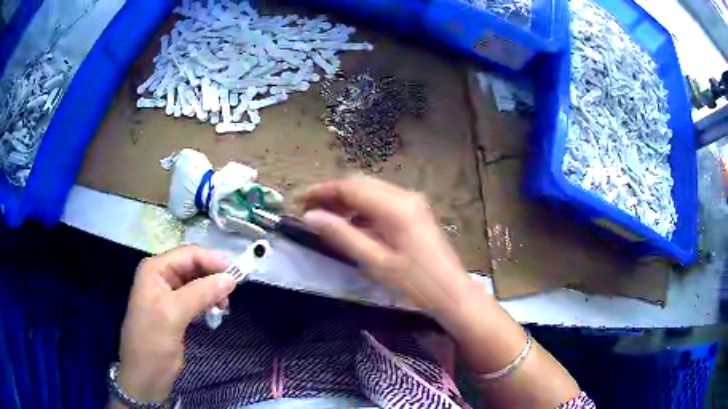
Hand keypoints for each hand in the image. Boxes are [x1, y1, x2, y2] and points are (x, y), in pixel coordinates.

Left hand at [115, 246, 235, 403]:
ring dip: (213, 291)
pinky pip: (197, 299)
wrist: (145, 376)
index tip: (237, 276)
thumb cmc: (152, 342)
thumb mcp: (173, 314)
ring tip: (224, 307)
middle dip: (214, 277)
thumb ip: (200, 293)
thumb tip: (231, 278)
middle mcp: (162, 277)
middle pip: (194, 267)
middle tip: (232, 295)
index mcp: (155, 269)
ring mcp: (169, 295)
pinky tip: (215, 313)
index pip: (189, 254)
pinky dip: (208, 303)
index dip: (213, 261)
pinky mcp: (177, 312)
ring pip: (198, 283)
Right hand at [302, 177, 472, 314]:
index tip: (299, 201)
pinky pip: (382, 202)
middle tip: (308, 210)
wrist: (452, 293)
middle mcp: (404, 196)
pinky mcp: (414, 212)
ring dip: (346, 200)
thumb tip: (311, 216)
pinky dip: (362, 209)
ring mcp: (412, 202)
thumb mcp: (376, 262)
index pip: (350, 187)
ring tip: (324, 217)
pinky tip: (351, 224)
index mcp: (395, 207)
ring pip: (371, 191)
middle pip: (360, 184)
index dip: (322, 191)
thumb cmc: (415, 283)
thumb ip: (343, 235)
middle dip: (332, 194)